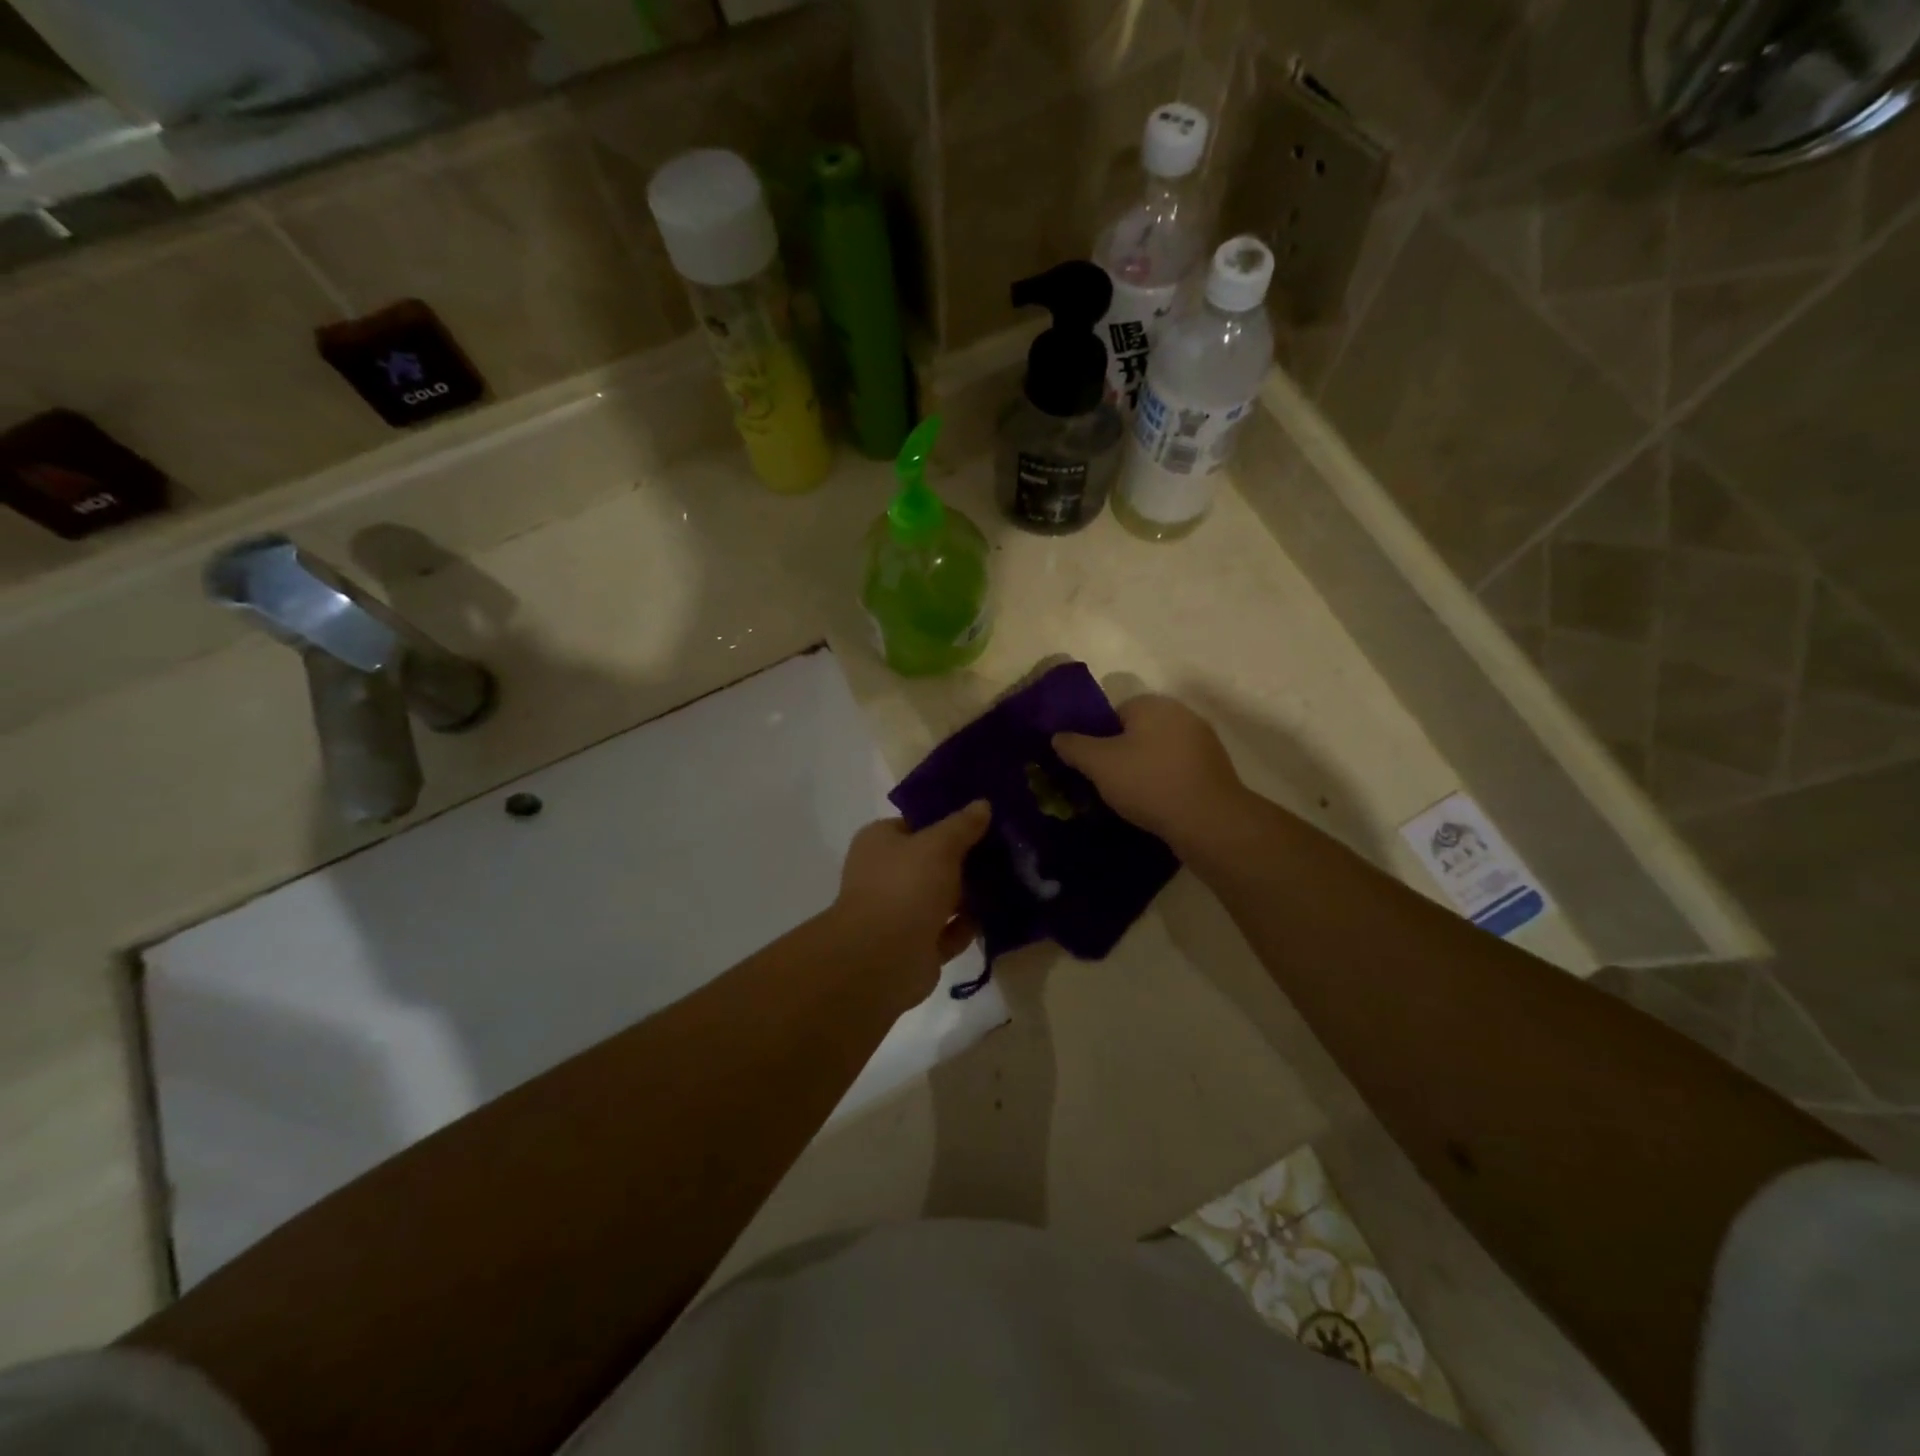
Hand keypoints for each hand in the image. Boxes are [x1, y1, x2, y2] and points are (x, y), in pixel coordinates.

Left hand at [831, 802, 990, 999]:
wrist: (883, 959)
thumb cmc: (906, 887)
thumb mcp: (939, 845)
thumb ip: (962, 825)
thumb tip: (982, 804)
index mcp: (880, 842)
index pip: (917, 822)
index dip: (949, 820)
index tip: (985, 818)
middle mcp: (887, 874)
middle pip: (933, 860)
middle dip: (966, 858)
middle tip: (1007, 849)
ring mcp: (901, 912)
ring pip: (943, 897)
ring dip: (971, 893)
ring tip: (1011, 879)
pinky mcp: (917, 945)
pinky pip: (949, 930)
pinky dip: (969, 925)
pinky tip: (999, 915)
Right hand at [1054, 694, 1247, 855]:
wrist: (1209, 821)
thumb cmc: (1149, 783)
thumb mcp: (1098, 764)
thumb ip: (1074, 746)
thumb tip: (1057, 736)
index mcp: (1152, 704)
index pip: (1114, 712)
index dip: (1098, 738)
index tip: (1091, 765)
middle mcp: (1181, 714)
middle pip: (1137, 732)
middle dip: (1121, 754)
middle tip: (1106, 783)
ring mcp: (1202, 742)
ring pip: (1158, 752)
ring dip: (1144, 770)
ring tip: (1130, 800)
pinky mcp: (1215, 769)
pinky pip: (1177, 771)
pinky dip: (1164, 784)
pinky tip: (1156, 806)